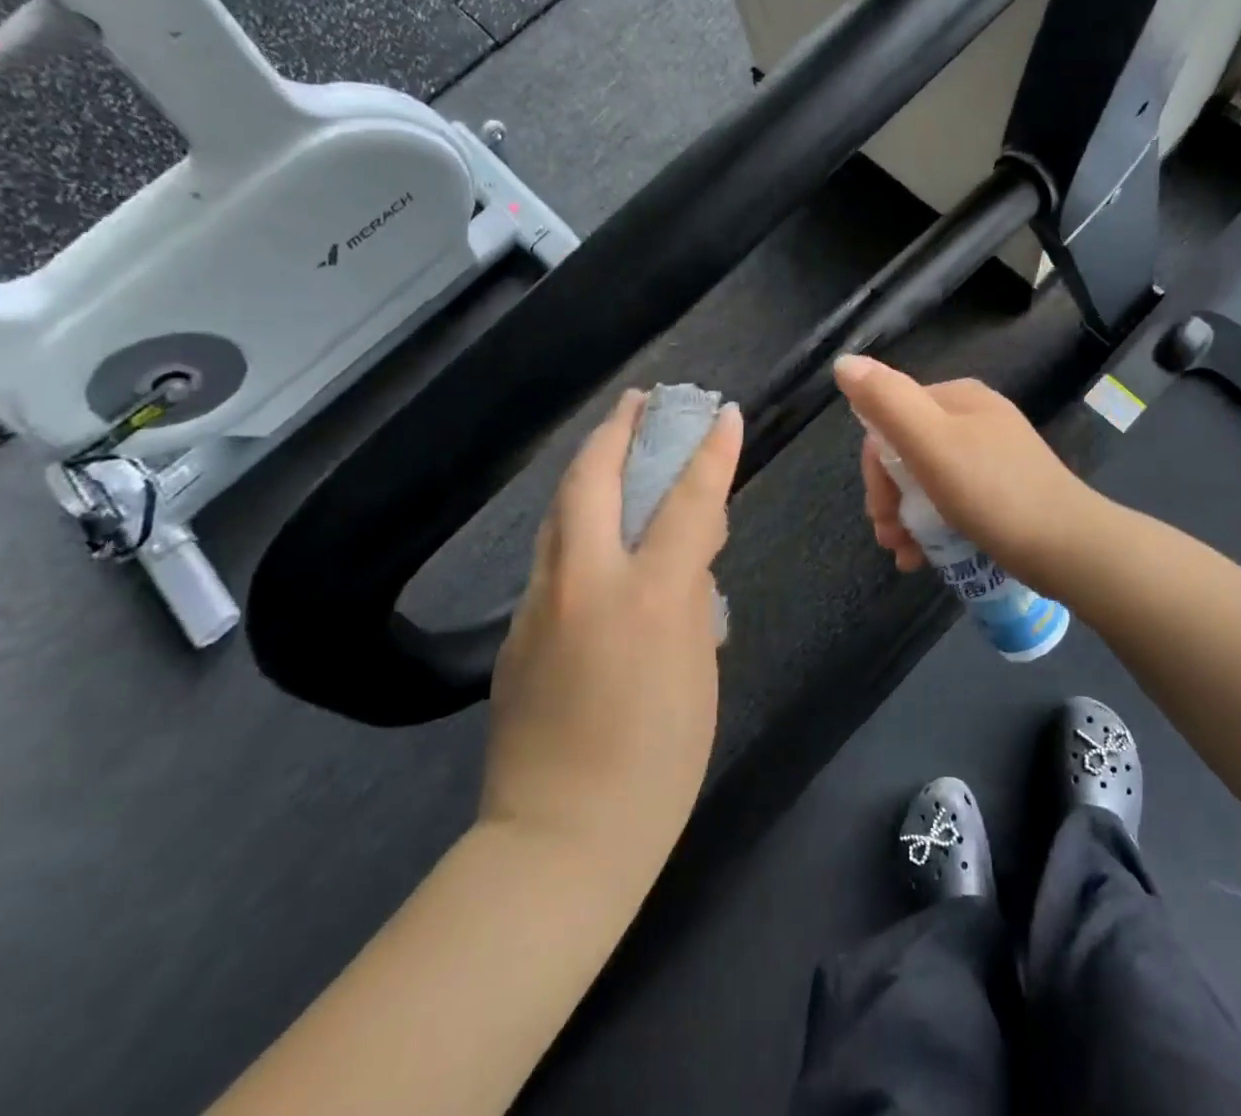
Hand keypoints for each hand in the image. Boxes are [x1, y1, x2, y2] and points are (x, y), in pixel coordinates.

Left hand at [481, 389, 741, 872]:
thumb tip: (687, 559)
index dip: (710, 454)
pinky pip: (553, 556)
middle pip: (592, 482)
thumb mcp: (700, 671)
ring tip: (616, 448)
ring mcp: (540, 604)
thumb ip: (692, 601)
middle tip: (640, 401)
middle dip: (617, 431)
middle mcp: (586, 583)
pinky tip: (599, 534)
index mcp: (648, 597)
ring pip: (561, 513)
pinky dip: (580, 524)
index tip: (723, 414)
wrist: (561, 840)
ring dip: (590, 470)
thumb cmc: (659, 759)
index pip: (688, 502)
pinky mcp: (516, 632)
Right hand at [833, 355, 1096, 591]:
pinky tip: (926, 558)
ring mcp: (991, 456)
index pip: (891, 420)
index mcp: (958, 398)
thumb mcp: (931, 443)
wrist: (1068, 547)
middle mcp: (975, 419)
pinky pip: (953, 501)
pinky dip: (933, 527)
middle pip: (908, 453)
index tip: (879, 512)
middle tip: (889, 539)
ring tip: (905, 556)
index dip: (875, 468)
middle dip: (890, 499)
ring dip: (906, 518)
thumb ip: (886, 401)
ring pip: (928, 481)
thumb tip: (844, 362)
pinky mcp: (1003, 491)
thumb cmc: (994, 493)